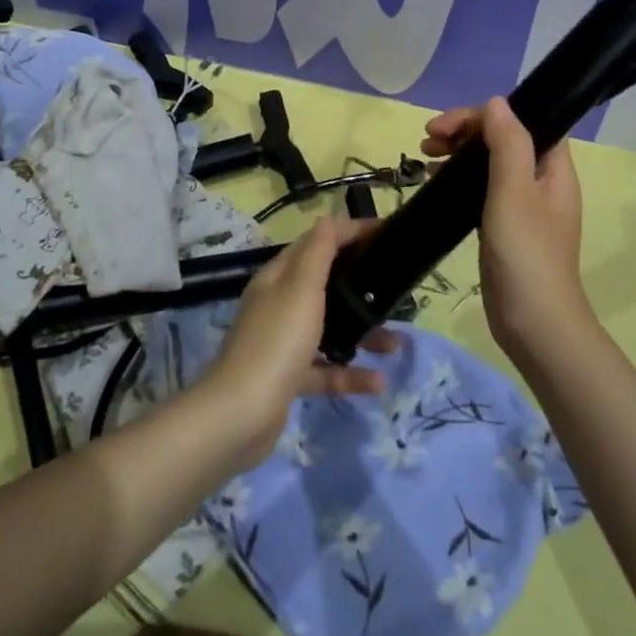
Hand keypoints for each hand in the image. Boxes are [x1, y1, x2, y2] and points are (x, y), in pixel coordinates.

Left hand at [201, 218, 399, 466]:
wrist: (239, 416)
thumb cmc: (276, 342)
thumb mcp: (301, 288)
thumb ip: (318, 253)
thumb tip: (328, 219)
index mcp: (279, 277)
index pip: (317, 242)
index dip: (350, 233)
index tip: (386, 233)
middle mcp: (279, 304)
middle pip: (324, 285)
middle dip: (360, 286)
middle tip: (395, 290)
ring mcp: (282, 343)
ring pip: (329, 329)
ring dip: (362, 333)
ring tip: (396, 344)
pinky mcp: (288, 378)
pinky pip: (325, 369)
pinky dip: (350, 373)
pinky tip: (378, 382)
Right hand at [422, 97, 586, 356]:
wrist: (534, 325)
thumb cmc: (527, 255)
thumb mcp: (514, 192)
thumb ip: (508, 144)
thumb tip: (496, 103)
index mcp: (553, 169)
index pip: (522, 121)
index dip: (484, 115)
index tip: (445, 126)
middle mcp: (541, 182)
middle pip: (502, 139)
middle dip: (464, 131)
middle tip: (427, 141)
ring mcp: (523, 207)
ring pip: (488, 163)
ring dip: (458, 153)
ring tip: (424, 159)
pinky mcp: (505, 228)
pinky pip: (480, 189)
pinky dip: (458, 179)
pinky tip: (434, 184)